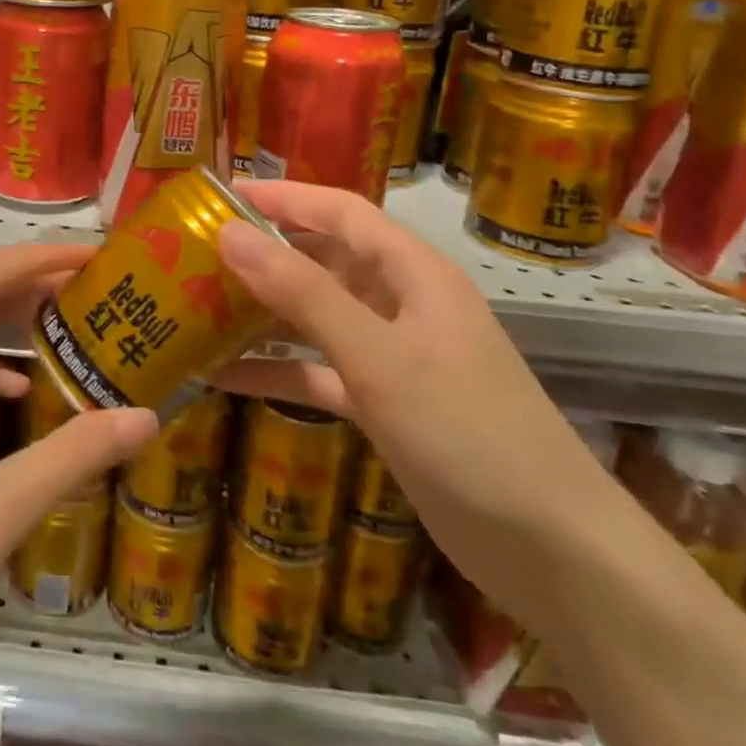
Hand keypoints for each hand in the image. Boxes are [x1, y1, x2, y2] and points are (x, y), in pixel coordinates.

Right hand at [211, 180, 623, 624]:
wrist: (551, 552)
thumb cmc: (467, 431)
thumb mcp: (378, 355)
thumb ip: (302, 293)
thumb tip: (230, 233)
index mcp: (412, 272)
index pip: (339, 211)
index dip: (283, 196)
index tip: (221, 193)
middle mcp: (400, 303)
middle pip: (322, 260)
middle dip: (263, 252)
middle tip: (194, 251)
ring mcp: (391, 356)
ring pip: (315, 316)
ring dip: (261, 311)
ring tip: (195, 304)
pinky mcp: (382, 405)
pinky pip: (316, 372)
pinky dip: (275, 370)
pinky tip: (221, 375)